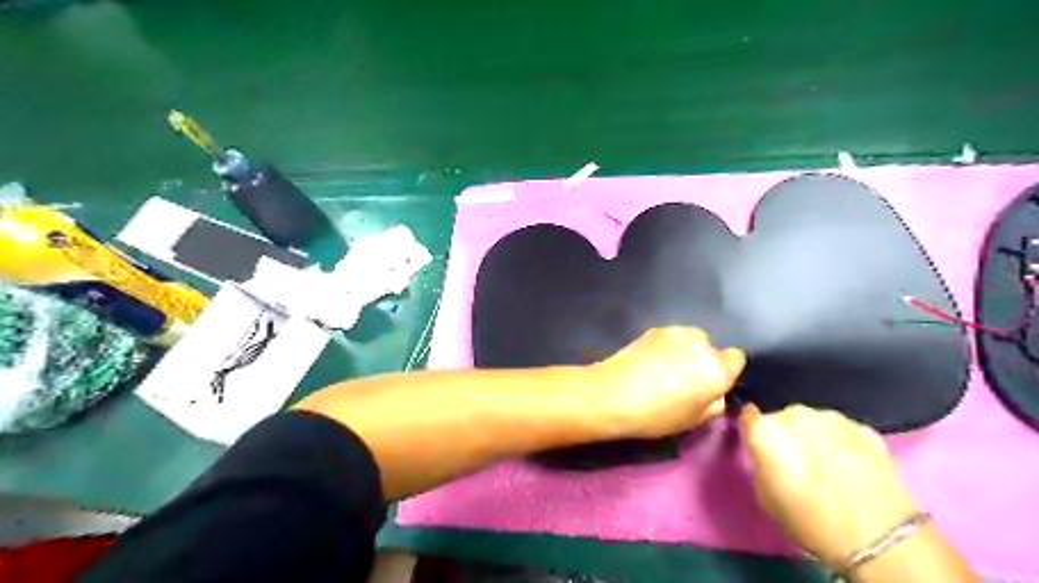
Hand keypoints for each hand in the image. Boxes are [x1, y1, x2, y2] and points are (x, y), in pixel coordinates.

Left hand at [587, 328, 741, 437]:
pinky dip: (667, 346)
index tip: (710, 384)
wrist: (613, 393)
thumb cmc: (656, 415)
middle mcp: (702, 344)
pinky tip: (650, 361)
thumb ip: (714, 404)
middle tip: (684, 378)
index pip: (737, 359)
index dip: (725, 371)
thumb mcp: (693, 420)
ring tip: (665, 368)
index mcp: (717, 369)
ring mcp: (677, 332)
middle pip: (711, 347)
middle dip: (703, 359)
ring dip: (685, 350)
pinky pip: (671, 337)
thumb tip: (715, 393)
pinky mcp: (655, 329)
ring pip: (691, 339)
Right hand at [738, 406, 916, 568]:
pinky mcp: (864, 427)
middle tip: (798, 463)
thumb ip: (761, 462)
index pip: (748, 417)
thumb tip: (767, 453)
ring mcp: (831, 417)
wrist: (876, 534)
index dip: (753, 431)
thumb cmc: (808, 519)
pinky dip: (843, 444)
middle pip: (783, 418)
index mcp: (765, 429)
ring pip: (815, 423)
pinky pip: (843, 432)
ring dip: (816, 437)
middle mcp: (794, 414)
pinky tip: (853, 468)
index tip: (760, 445)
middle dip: (787, 434)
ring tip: (829, 467)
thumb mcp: (765, 494)